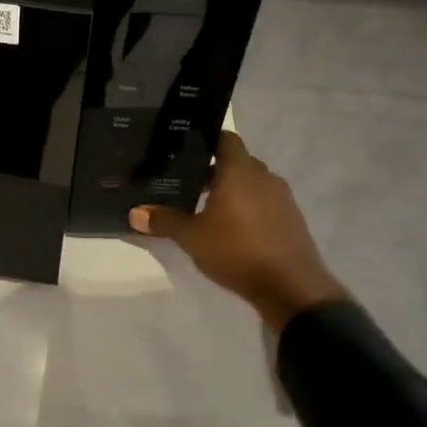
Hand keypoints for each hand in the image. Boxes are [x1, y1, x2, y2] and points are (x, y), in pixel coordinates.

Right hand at [129, 131, 347, 330]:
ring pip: (252, 183)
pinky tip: (234, 229)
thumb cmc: (238, 251)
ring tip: (208, 207)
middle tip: (189, 182)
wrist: (292, 288)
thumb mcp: (192, 238)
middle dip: (216, 170)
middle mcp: (263, 176)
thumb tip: (134, 213)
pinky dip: (250, 208)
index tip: (186, 150)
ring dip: (234, 191)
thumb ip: (164, 221)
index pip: (225, 138)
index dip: (206, 141)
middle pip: (237, 161)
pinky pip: (266, 203)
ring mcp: (282, 198)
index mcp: (239, 170)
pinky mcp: (292, 219)